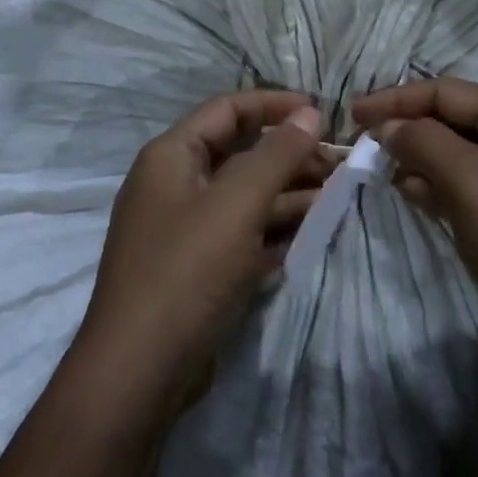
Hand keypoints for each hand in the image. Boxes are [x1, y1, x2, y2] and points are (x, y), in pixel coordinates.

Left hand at [76, 91, 334, 409]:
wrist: (139, 372)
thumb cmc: (187, 270)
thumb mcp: (237, 203)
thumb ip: (276, 154)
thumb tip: (310, 114)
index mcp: (171, 155)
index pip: (227, 108)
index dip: (274, 104)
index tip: (321, 112)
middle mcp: (174, 184)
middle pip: (240, 152)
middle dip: (289, 153)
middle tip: (339, 161)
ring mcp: (185, 229)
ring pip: (244, 195)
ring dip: (289, 191)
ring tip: (338, 193)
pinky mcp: (197, 268)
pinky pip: (242, 233)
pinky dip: (275, 228)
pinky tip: (314, 230)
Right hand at [353, 78, 477, 377]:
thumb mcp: (471, 182)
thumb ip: (424, 142)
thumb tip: (388, 126)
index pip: (446, 92)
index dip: (397, 99)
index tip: (354, 114)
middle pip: (448, 118)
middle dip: (405, 126)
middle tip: (361, 141)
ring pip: (450, 152)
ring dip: (414, 155)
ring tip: (377, 167)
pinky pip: (458, 184)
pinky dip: (430, 183)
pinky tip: (406, 192)